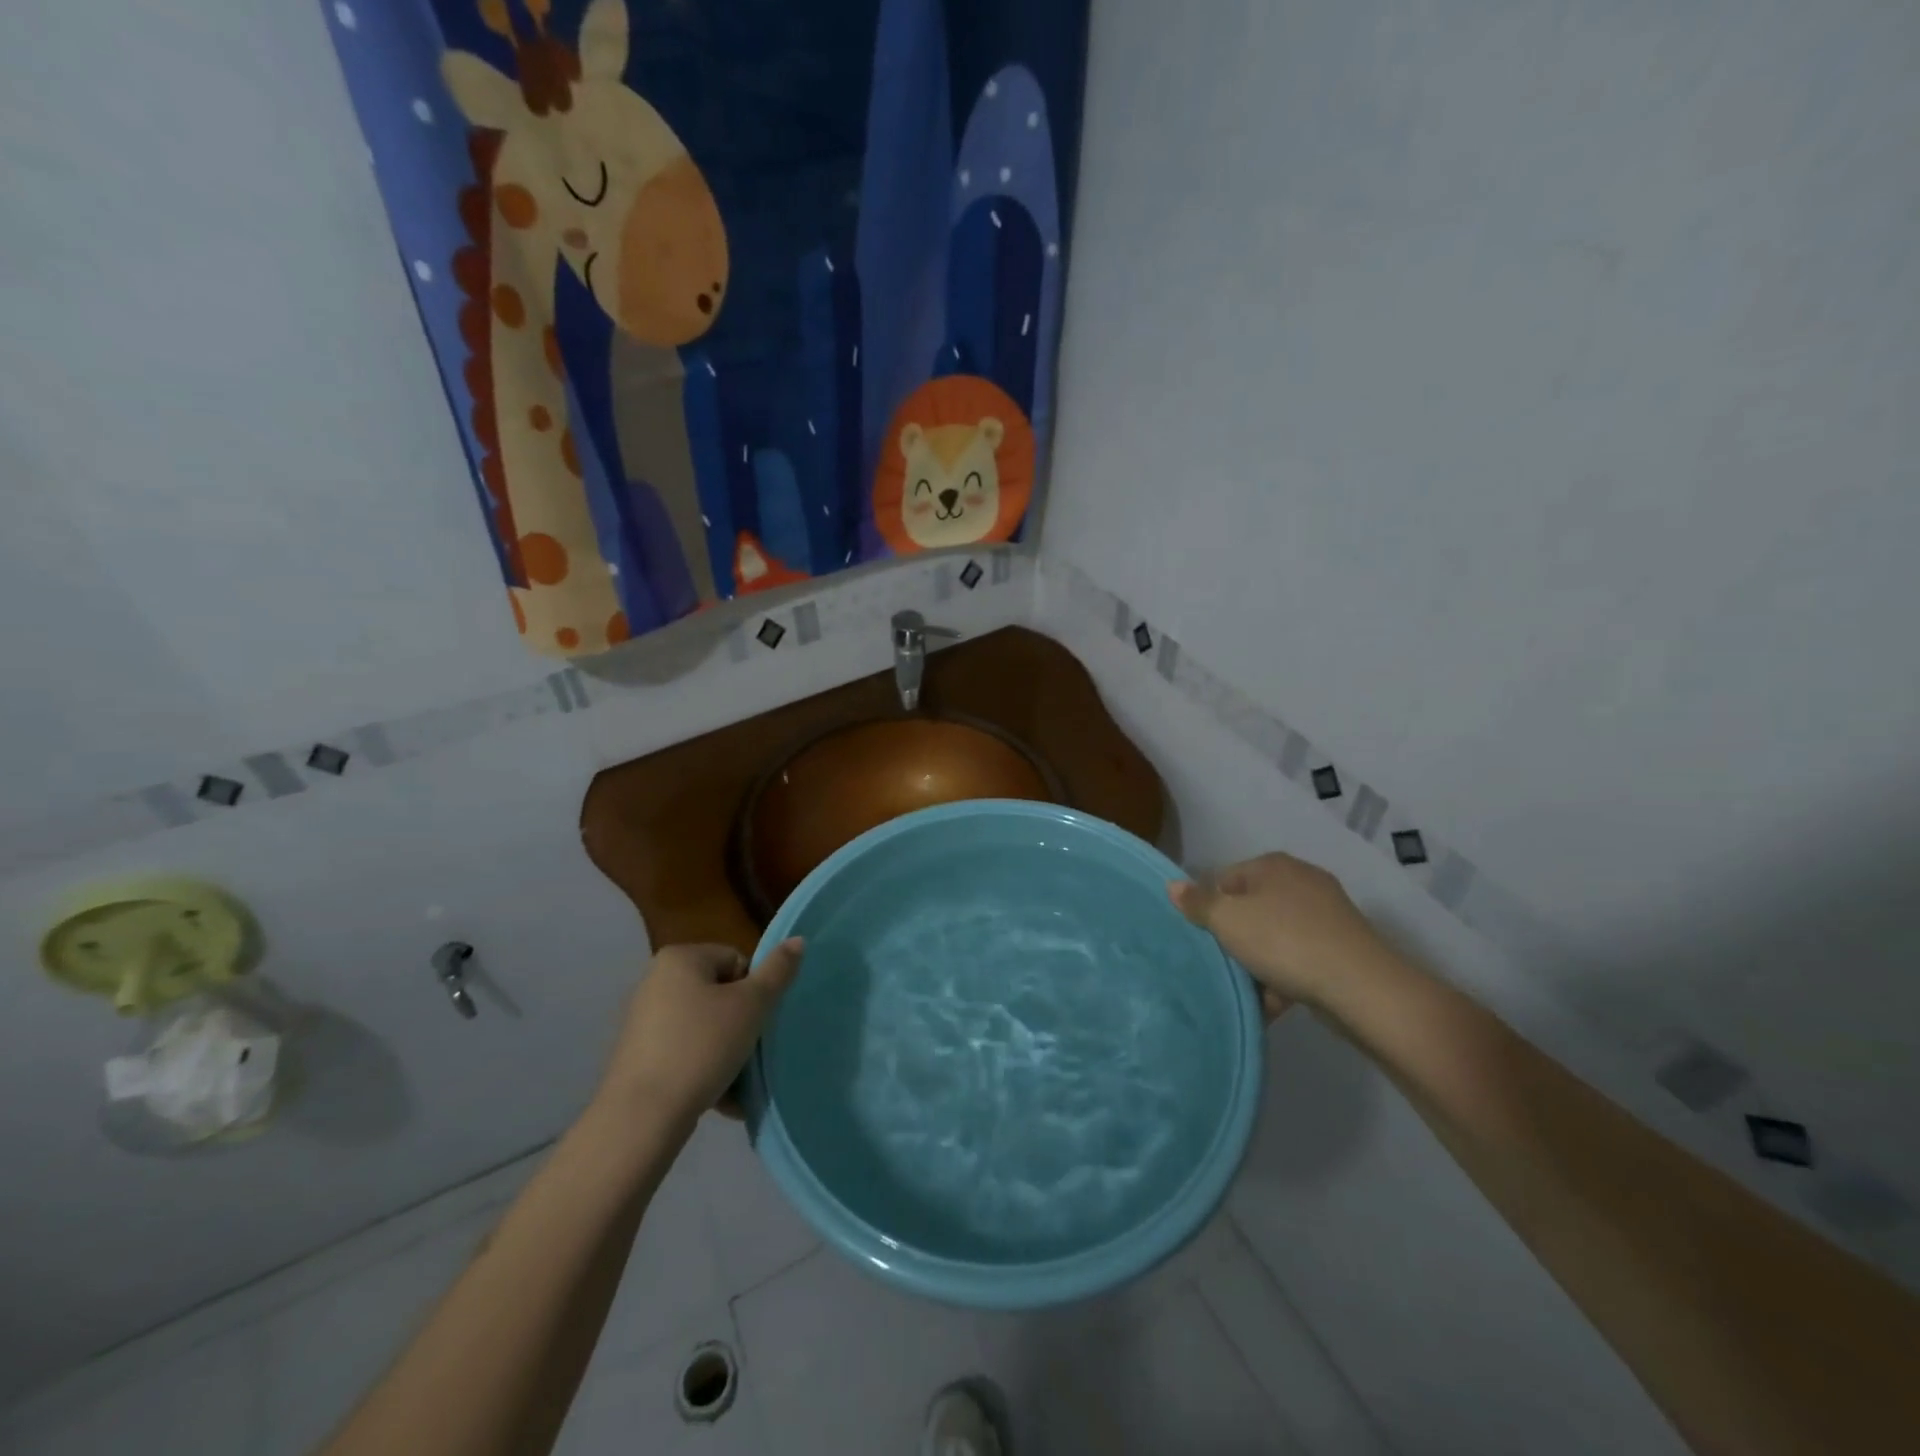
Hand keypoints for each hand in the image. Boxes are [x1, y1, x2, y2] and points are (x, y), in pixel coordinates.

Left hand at [596, 939, 802, 1124]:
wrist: (642, 1117)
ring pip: (705, 1027)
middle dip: (741, 1025)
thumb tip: (798, 939)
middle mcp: (656, 981)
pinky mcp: (639, 1055)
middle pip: (720, 994)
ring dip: (726, 1052)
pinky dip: (704, 1069)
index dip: (754, 991)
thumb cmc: (702, 1046)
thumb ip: (778, 971)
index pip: (736, 961)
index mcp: (680, 958)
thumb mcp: (751, 1005)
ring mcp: (644, 1020)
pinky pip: (685, 1052)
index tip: (756, 1022)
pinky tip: (718, 1097)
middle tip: (750, 1053)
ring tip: (737, 1083)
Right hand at [1170, 853, 1382, 1014]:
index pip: (1225, 879)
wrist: (1361, 987)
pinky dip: (1286, 977)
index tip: (1203, 938)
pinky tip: (1274, 1004)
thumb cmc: (1284, 942)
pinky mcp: (1343, 946)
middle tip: (1222, 964)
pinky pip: (1301, 957)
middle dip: (1236, 939)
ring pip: (1276, 936)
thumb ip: (1198, 903)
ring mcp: (1327, 914)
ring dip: (1260, 963)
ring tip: (1248, 992)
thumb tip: (1172, 885)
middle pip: (1251, 909)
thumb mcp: (1228, 921)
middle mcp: (1301, 880)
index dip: (1209, 908)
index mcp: (1273, 865)